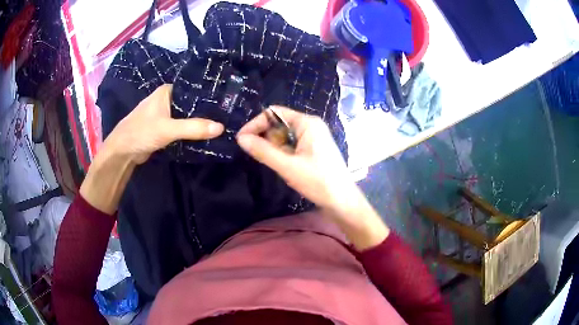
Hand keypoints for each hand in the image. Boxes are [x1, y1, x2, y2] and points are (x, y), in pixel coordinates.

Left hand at [80, 84, 223, 213]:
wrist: (122, 152)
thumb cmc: (141, 132)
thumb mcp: (167, 129)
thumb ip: (193, 128)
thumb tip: (222, 128)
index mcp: (167, 91)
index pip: (193, 88)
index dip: (209, 94)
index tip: (228, 101)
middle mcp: (167, 100)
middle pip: (191, 103)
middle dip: (206, 110)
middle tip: (229, 115)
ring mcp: (165, 114)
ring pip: (187, 116)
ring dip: (200, 122)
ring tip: (222, 124)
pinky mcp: (165, 128)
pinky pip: (182, 127)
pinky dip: (192, 131)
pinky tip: (206, 134)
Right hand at [237, 106, 388, 249]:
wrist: (342, 201)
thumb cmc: (318, 181)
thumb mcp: (288, 166)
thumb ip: (263, 151)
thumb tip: (240, 138)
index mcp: (307, 123)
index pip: (274, 113)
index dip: (256, 124)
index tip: (242, 139)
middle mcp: (311, 126)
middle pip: (279, 123)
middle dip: (264, 136)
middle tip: (254, 153)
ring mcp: (313, 138)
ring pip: (284, 135)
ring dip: (272, 145)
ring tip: (268, 161)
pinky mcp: (313, 149)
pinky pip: (292, 144)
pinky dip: (281, 152)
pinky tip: (279, 164)